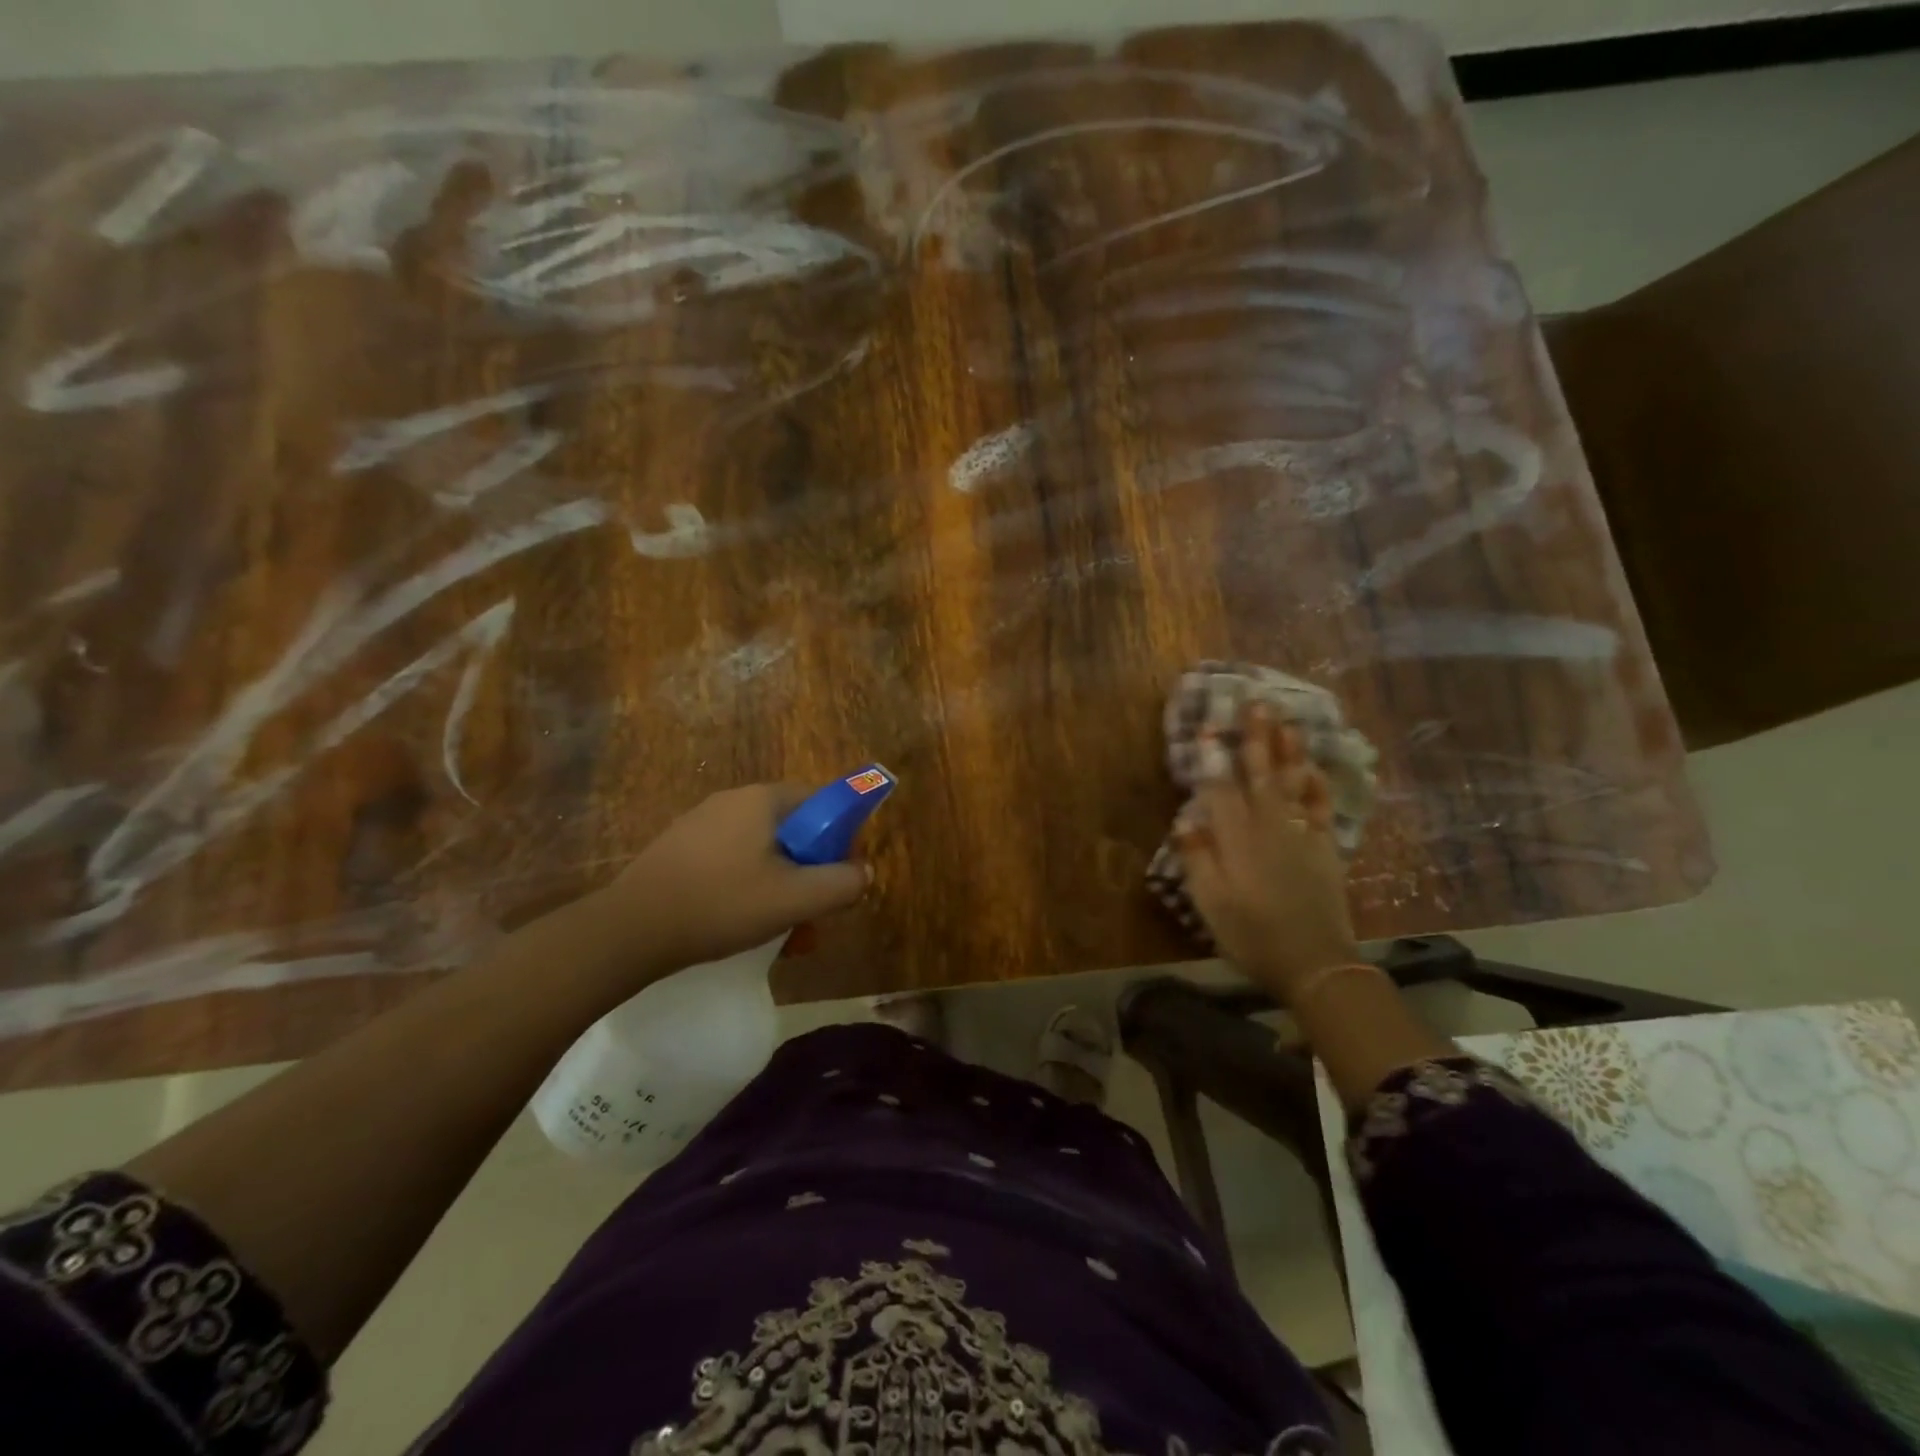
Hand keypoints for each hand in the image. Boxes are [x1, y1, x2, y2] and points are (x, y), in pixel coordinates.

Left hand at [597, 784, 872, 973]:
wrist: (630, 929)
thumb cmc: (721, 904)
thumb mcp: (794, 899)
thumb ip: (841, 884)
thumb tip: (863, 873)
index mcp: (763, 799)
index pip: (822, 802)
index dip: (840, 838)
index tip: (837, 876)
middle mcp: (733, 800)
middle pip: (793, 829)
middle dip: (808, 871)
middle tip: (809, 913)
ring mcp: (701, 823)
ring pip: (761, 851)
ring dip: (780, 886)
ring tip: (779, 932)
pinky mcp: (680, 849)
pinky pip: (731, 861)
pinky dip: (747, 888)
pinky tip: (740, 924)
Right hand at [1175, 707, 1361, 1002]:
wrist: (1315, 963)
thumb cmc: (1252, 935)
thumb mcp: (1210, 903)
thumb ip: (1197, 858)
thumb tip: (1186, 820)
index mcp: (1237, 840)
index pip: (1221, 789)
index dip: (1214, 758)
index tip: (1210, 727)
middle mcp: (1269, 827)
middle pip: (1261, 774)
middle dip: (1257, 738)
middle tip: (1256, 704)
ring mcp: (1301, 834)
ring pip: (1292, 782)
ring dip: (1288, 750)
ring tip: (1285, 720)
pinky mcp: (1324, 846)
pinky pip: (1320, 806)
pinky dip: (1317, 784)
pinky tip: (1313, 767)